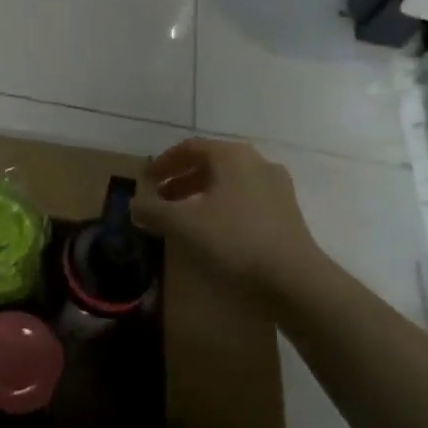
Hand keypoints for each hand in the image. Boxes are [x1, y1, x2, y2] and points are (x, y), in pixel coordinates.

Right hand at [133, 137, 322, 289]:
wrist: (294, 279)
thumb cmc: (234, 241)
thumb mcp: (183, 225)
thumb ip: (154, 211)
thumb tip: (134, 205)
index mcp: (232, 156)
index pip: (191, 147)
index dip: (164, 162)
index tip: (147, 179)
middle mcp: (257, 163)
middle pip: (211, 163)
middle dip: (182, 180)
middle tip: (161, 199)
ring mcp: (276, 187)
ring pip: (229, 182)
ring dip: (201, 194)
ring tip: (183, 217)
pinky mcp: (286, 212)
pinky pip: (245, 199)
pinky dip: (222, 207)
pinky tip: (213, 231)